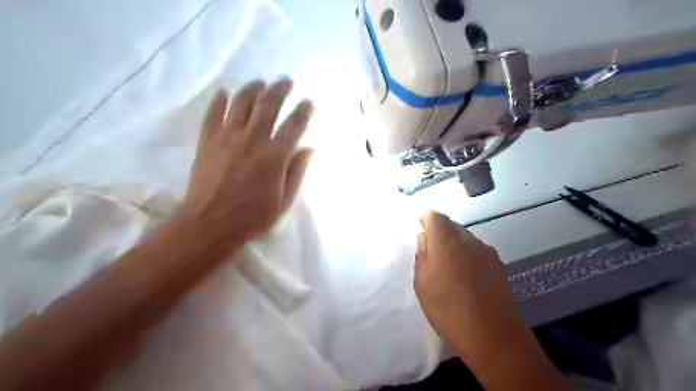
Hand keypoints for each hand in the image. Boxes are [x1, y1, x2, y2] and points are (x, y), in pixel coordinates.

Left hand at [180, 78, 314, 243]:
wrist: (209, 225)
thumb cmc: (252, 218)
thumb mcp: (284, 202)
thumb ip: (296, 173)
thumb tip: (308, 149)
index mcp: (274, 157)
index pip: (293, 126)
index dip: (303, 111)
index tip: (308, 102)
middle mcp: (252, 141)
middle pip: (268, 106)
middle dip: (279, 90)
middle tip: (285, 81)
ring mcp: (227, 139)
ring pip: (241, 104)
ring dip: (252, 89)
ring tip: (259, 83)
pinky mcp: (207, 142)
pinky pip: (213, 114)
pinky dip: (218, 101)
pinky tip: (224, 92)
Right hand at [412, 212, 515, 349]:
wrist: (491, 333)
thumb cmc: (447, 308)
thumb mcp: (422, 283)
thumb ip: (422, 255)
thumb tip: (424, 237)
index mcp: (445, 241)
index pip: (435, 217)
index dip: (426, 217)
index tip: (420, 224)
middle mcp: (467, 239)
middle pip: (451, 224)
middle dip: (440, 230)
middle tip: (432, 248)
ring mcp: (485, 250)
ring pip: (466, 237)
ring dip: (455, 242)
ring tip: (449, 263)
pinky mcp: (498, 263)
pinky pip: (477, 249)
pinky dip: (468, 253)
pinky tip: (466, 274)